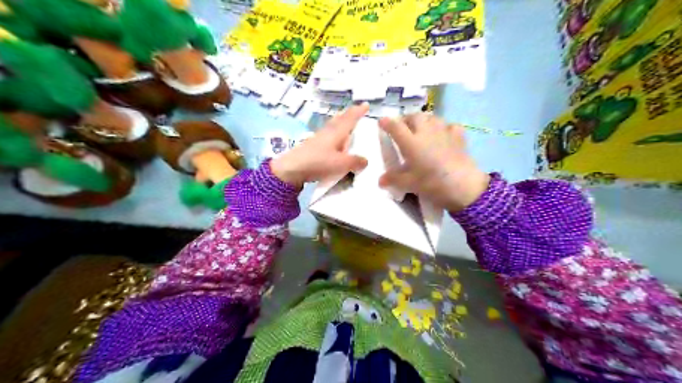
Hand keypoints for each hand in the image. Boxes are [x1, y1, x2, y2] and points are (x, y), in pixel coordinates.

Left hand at [270, 102, 370, 186]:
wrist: (291, 169)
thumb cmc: (318, 162)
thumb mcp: (341, 164)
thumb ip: (355, 162)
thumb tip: (366, 160)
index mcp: (336, 132)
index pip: (350, 118)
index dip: (358, 111)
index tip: (366, 104)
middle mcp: (328, 132)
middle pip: (340, 119)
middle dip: (348, 114)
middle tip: (356, 111)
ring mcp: (318, 138)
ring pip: (332, 126)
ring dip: (340, 122)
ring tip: (346, 121)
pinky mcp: (312, 146)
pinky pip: (327, 134)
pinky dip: (334, 132)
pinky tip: (333, 139)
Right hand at [379, 112, 489, 212]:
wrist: (462, 185)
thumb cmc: (431, 183)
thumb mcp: (409, 184)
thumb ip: (393, 179)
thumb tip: (380, 180)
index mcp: (410, 142)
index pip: (395, 126)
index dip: (387, 122)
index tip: (382, 122)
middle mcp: (426, 132)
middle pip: (414, 116)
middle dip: (406, 119)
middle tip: (403, 128)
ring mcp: (443, 132)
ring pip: (432, 117)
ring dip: (424, 121)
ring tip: (422, 129)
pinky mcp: (458, 136)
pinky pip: (450, 126)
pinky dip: (445, 128)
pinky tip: (444, 135)